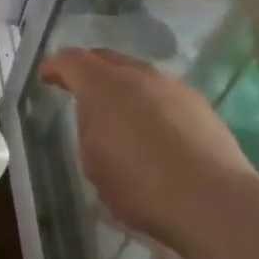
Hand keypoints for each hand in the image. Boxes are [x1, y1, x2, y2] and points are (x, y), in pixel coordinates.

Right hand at [40, 48, 258, 255]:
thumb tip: (99, 117)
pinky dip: (149, 103)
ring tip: (117, 111)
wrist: (212, 200)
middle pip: (107, 58)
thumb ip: (89, 129)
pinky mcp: (200, 105)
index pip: (72, 61)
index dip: (55, 66)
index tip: (46, 77)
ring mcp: (174, 87)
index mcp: (104, 86)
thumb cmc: (140, 185)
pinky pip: (163, 94)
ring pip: (139, 75)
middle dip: (89, 69)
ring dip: (122, 86)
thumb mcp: (94, 162)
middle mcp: (139, 76)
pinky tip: (151, 128)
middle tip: (77, 87)